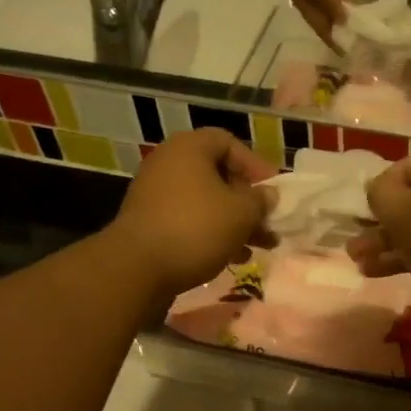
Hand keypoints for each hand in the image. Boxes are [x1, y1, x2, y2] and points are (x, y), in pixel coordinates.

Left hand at [109, 130, 276, 295]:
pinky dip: (212, 233)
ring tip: (259, 246)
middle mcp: (168, 164)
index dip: (254, 164)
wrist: (137, 268)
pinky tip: (232, 257)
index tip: (272, 191)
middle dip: (247, 201)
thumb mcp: (241, 213)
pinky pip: (189, 220)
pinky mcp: (150, 222)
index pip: (228, 143)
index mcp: (189, 148)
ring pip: (206, 201)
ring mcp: (155, 194)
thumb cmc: (196, 228)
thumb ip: (260, 201)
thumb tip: (268, 195)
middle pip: (218, 175)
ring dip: (234, 222)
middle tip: (268, 222)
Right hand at [349, 147, 410, 325]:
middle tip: (356, 242)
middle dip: (380, 223)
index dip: (381, 188)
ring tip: (358, 262)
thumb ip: (379, 192)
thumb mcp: (398, 211)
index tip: (366, 213)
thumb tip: (379, 189)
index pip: (407, 166)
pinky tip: (377, 272)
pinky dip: (409, 254)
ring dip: (388, 242)